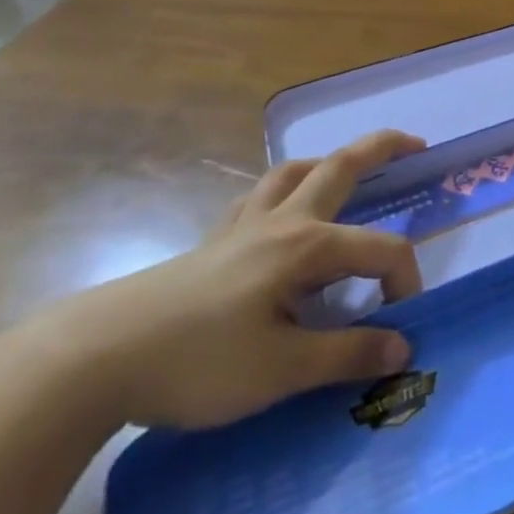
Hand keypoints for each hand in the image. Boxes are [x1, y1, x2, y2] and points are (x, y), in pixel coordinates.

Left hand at [28, 130, 427, 430]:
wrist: (97, 357)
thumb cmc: (198, 362)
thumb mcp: (281, 370)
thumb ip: (347, 353)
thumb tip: (404, 345)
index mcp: (307, 246)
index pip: (381, 250)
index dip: (404, 283)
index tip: (400, 330)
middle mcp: (282, 221)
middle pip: (340, 167)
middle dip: (383, 148)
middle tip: (417, 144)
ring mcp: (243, 226)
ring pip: (294, 172)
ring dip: (329, 162)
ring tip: (348, 169)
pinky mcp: (213, 242)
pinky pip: (257, 197)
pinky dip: (281, 190)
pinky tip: (278, 212)